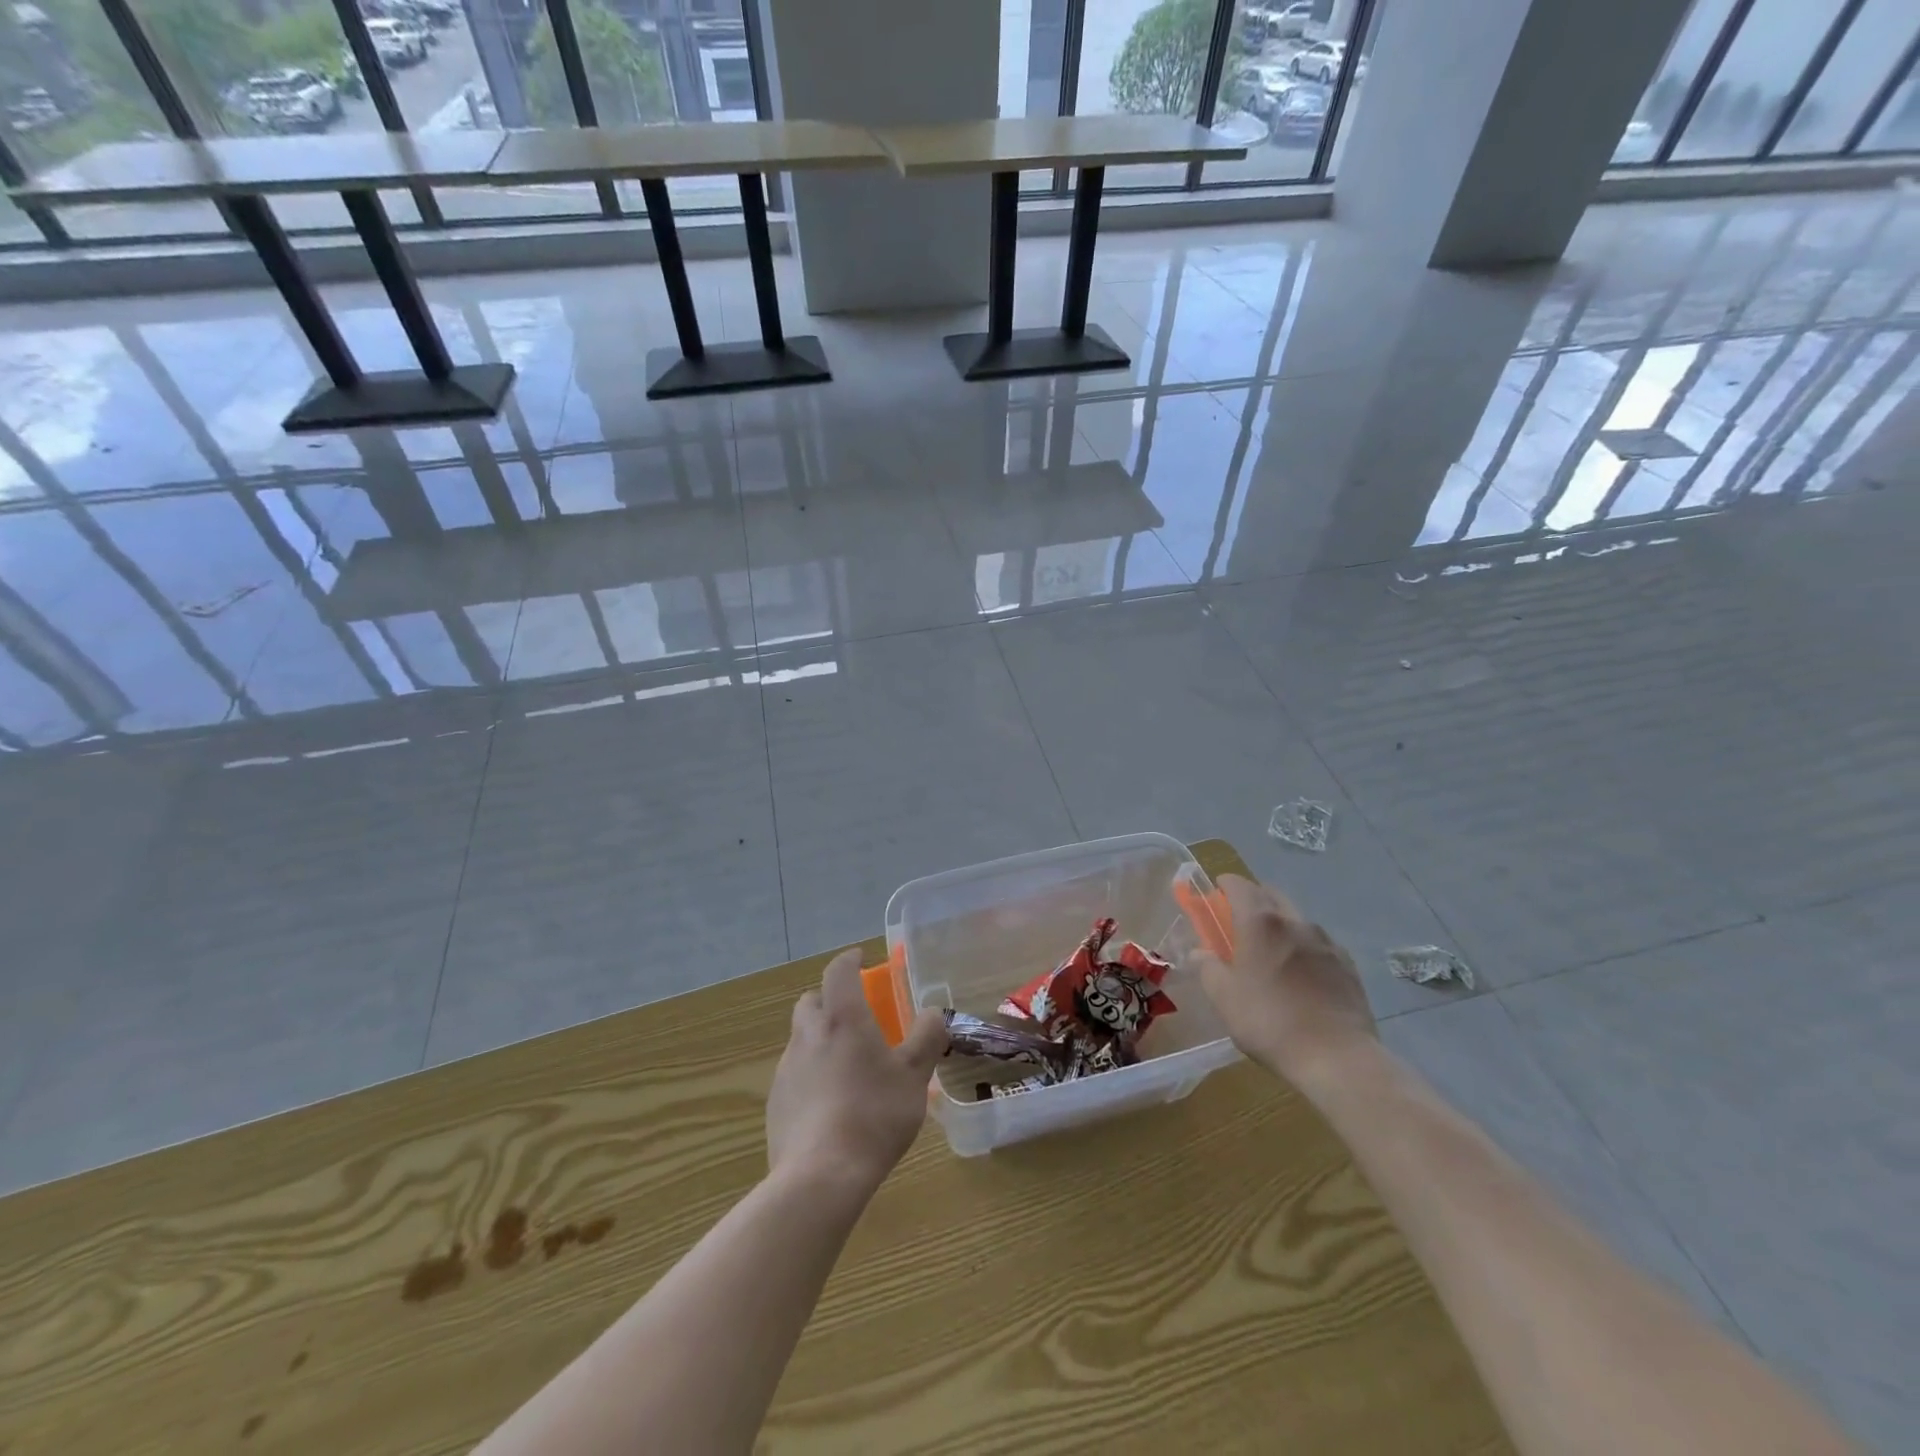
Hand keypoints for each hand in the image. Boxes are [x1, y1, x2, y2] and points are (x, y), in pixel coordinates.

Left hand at [766, 949, 948, 1195]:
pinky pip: (794, 1075)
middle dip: (829, 1000)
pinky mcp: (775, 1103)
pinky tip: (830, 1105)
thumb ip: (926, 1038)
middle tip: (854, 1016)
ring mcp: (786, 1069)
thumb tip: (933, 1012)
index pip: (839, 971)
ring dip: (820, 1040)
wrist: (821, 1176)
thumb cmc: (875, 1114)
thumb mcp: (914, 1076)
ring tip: (846, 1066)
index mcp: (842, 1018)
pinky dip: (810, 1076)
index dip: (849, 961)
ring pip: (801, 1039)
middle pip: (811, 1002)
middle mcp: (808, 1035)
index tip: (860, 959)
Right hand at [1192, 875, 1376, 1092]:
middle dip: (1253, 900)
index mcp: (1261, 922)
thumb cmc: (1269, 1021)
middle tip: (1238, 923)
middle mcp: (1295, 922)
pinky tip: (1301, 976)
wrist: (1337, 1058)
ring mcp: (1326, 942)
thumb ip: (1208, 968)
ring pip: (1297, 919)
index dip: (1224, 885)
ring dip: (1280, 924)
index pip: (1239, 885)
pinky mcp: (1348, 965)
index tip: (1215, 894)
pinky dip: (1303, 948)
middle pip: (1271, 895)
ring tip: (1271, 953)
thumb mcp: (1223, 997)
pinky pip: (1319, 944)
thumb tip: (1201, 952)